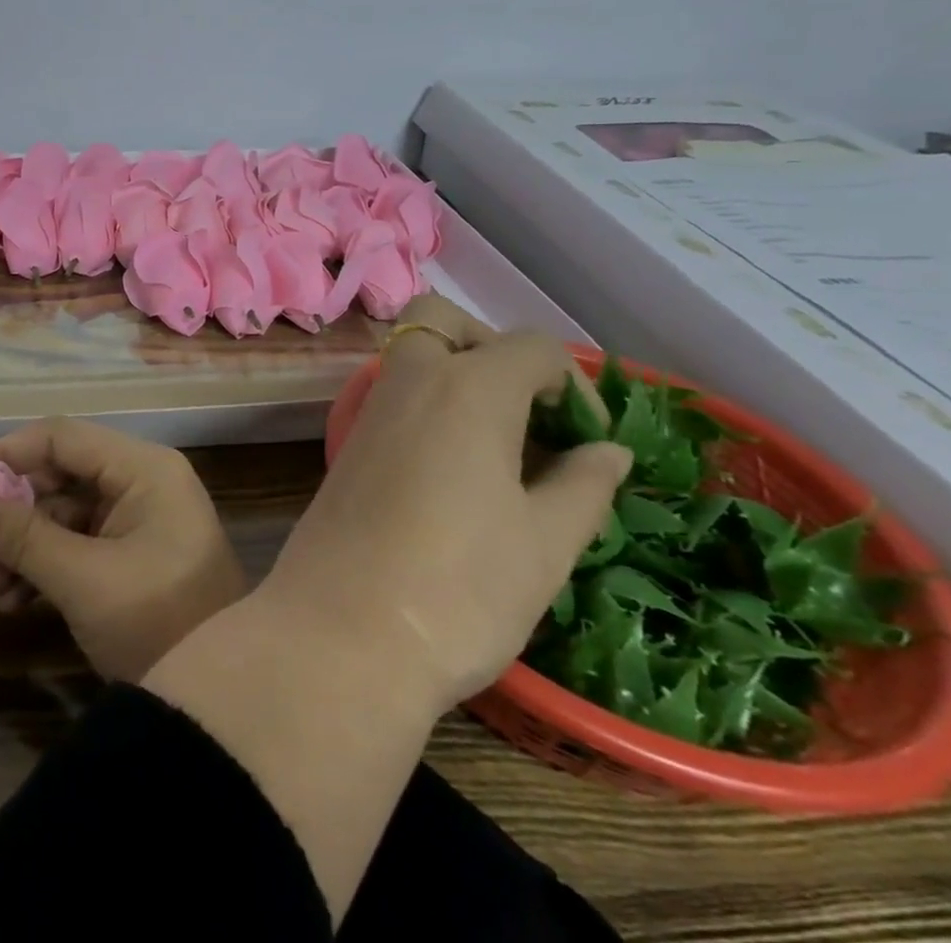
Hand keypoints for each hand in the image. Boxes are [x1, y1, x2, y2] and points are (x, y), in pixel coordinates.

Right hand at [0, 418, 245, 682]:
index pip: (60, 437)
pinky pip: (75, 546)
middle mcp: (141, 482)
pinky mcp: (131, 556)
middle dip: (9, 514)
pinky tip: (8, 603)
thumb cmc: (159, 625)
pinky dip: (41, 569)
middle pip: (59, 476)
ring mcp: (138, 520)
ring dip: (19, 549)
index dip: (3, 453)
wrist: (225, 707)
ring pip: (62, 516)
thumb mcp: (82, 580)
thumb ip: (20, 537)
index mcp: (143, 469)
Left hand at [262, 294, 627, 713]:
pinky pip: (394, 393)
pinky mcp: (348, 440)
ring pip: (413, 353)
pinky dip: (428, 402)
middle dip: (493, 347)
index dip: (576, 385)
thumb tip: (608, 450)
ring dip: (458, 373)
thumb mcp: (545, 542)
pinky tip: (456, 465)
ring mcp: (370, 408)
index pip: (532, 346)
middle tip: (530, 412)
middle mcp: (410, 380)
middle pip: (445, 321)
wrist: (342, 629)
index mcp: (467, 387)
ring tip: (502, 445)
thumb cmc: (460, 587)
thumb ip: (583, 485)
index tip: (593, 442)